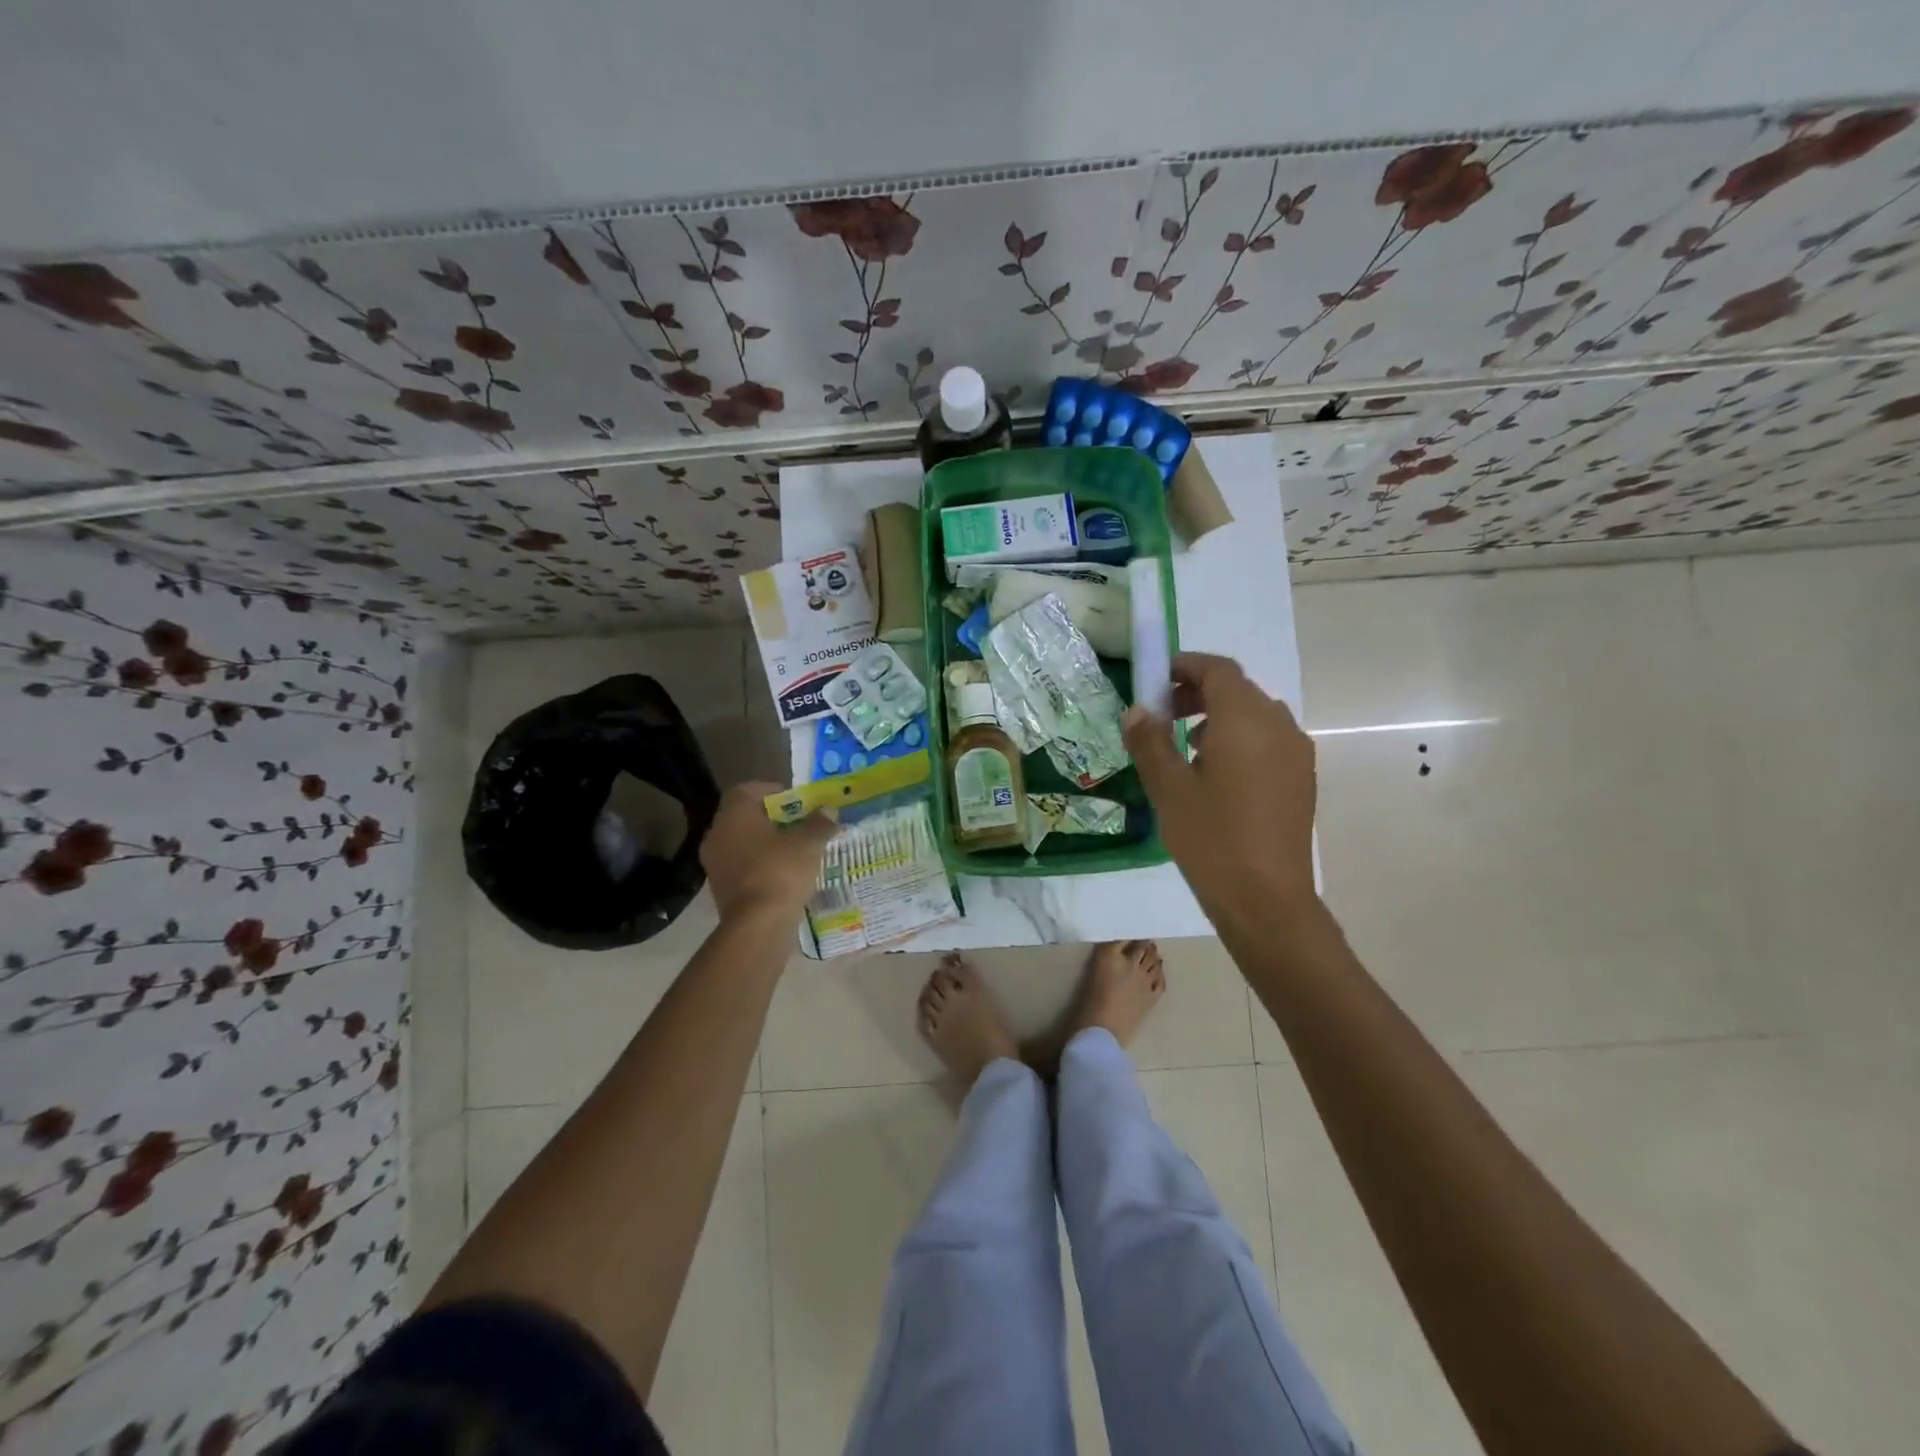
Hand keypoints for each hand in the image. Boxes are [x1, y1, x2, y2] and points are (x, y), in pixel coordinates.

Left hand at [699, 782, 836, 922]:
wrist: (757, 926)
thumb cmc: (781, 872)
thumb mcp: (809, 843)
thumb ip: (819, 823)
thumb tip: (829, 810)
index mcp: (734, 815)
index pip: (745, 790)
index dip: (770, 790)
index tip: (794, 800)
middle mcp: (717, 835)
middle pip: (743, 817)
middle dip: (771, 818)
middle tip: (798, 824)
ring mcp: (715, 864)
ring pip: (742, 843)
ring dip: (765, 844)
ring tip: (794, 850)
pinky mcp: (720, 889)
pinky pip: (742, 867)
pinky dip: (760, 866)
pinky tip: (784, 874)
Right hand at [1123, 653, 1317, 923]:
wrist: (1266, 899)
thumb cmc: (1211, 838)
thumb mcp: (1169, 788)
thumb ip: (1150, 742)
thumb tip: (1136, 712)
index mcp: (1245, 719)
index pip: (1218, 669)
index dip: (1185, 666)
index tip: (1155, 679)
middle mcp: (1278, 725)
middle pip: (1238, 689)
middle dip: (1198, 692)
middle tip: (1161, 714)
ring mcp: (1296, 752)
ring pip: (1255, 715)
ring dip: (1219, 716)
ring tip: (1185, 746)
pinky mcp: (1302, 778)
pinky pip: (1269, 740)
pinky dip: (1240, 738)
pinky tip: (1215, 774)